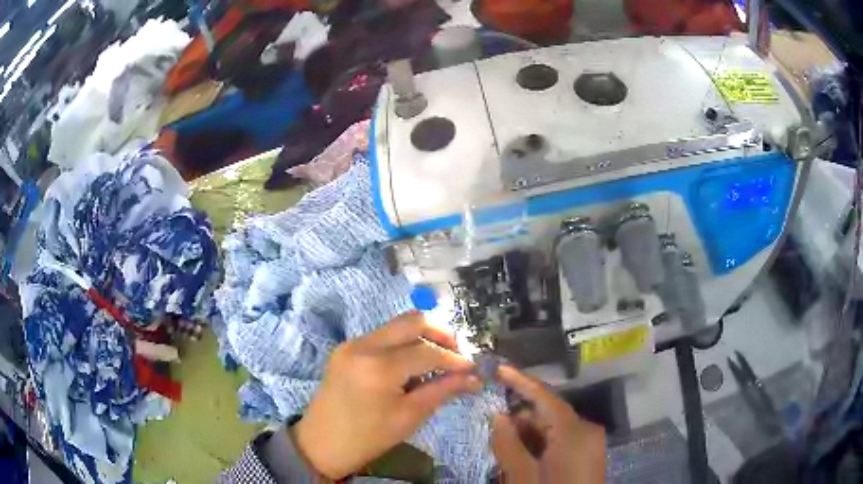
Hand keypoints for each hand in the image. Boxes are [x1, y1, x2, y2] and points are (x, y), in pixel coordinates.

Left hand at [292, 312, 481, 478]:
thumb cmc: (368, 438)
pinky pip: (382, 336)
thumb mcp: (409, 417)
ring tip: (439, 360)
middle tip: (457, 354)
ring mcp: (352, 343)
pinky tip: (413, 364)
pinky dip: (403, 344)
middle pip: (412, 321)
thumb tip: (474, 378)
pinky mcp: (346, 348)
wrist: (321, 444)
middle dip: (441, 333)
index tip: (473, 369)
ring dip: (422, 337)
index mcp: (378, 366)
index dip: (455, 360)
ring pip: (397, 325)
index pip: (428, 352)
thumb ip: (442, 390)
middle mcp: (363, 345)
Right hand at [492, 366, 605, 483]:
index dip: (520, 380)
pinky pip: (561, 440)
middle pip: (549, 413)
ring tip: (505, 447)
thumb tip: (497, 416)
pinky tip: (524, 457)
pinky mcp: (588, 454)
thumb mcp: (523, 476)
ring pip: (553, 428)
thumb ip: (508, 444)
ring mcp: (590, 442)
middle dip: (520, 418)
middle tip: (493, 426)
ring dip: (528, 434)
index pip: (545, 396)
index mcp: (575, 431)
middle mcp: (586, 430)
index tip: (498, 368)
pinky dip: (541, 444)